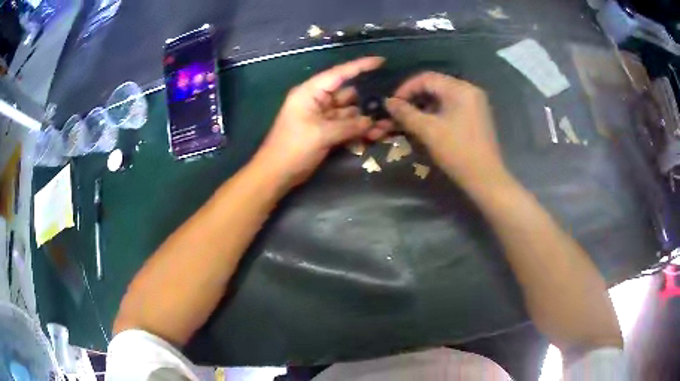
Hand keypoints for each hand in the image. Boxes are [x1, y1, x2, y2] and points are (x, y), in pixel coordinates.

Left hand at [254, 57, 384, 186]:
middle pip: (348, 95)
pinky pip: (346, 126)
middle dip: (367, 102)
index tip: (381, 61)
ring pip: (350, 112)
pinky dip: (358, 130)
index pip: (339, 74)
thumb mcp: (321, 134)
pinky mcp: (326, 131)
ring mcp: (322, 117)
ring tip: (386, 126)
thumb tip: (371, 122)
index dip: (360, 66)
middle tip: (390, 107)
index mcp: (311, 93)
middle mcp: (318, 101)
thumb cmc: (292, 148)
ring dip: (365, 119)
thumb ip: (349, 126)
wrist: (276, 173)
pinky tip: (375, 135)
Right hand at [384, 72, 505, 188]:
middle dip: (414, 98)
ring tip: (410, 121)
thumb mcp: (428, 131)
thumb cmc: (457, 152)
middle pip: (435, 86)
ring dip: (424, 107)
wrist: (485, 179)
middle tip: (399, 113)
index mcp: (460, 89)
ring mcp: (475, 104)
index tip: (392, 104)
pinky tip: (427, 126)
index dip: (406, 88)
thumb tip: (388, 102)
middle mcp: (470, 91)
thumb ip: (406, 113)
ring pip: (443, 98)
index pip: (426, 78)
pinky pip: (452, 107)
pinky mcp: (476, 117)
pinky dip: (437, 113)